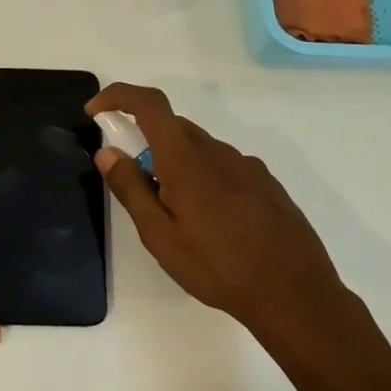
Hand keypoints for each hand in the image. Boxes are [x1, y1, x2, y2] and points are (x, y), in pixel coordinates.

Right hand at [87, 82, 348, 341]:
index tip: (96, 111)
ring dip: (175, 165)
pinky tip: (211, 223)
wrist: (294, 294)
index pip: (149, 104)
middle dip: (144, 143)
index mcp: (187, 159)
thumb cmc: (217, 267)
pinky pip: (223, 166)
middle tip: (135, 186)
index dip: (118, 96)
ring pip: (199, 149)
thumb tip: (107, 152)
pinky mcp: (266, 183)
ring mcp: (247, 165)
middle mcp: (218, 151)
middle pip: (172, 127)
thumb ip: (131, 189)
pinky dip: (203, 178)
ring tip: (176, 217)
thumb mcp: (160, 235)